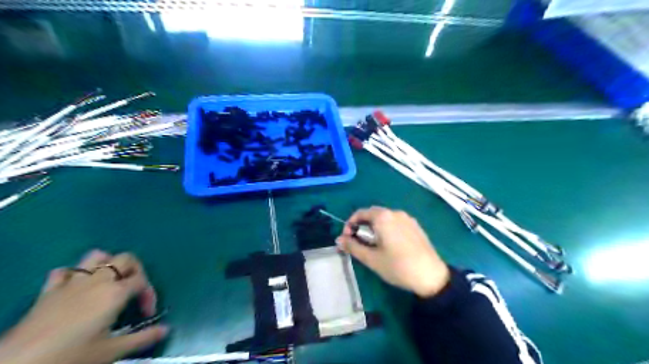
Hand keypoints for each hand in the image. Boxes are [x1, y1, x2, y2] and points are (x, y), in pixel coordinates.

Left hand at [0, 250, 169, 363]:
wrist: (19, 363)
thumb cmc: (72, 355)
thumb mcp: (112, 350)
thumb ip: (143, 338)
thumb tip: (167, 329)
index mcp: (116, 292)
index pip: (143, 281)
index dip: (149, 294)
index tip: (146, 313)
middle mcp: (99, 280)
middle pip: (126, 259)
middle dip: (136, 271)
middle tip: (134, 291)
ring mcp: (72, 282)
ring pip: (97, 256)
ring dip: (107, 264)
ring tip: (110, 280)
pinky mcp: (49, 290)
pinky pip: (64, 271)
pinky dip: (74, 274)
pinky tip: (76, 287)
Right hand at [337, 206, 449, 297]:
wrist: (431, 276)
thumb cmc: (397, 266)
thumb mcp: (371, 258)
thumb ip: (353, 246)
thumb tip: (338, 240)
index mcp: (383, 217)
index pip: (360, 213)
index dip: (350, 225)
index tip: (347, 239)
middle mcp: (395, 212)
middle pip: (372, 214)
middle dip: (362, 227)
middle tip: (359, 244)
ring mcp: (408, 218)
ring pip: (385, 219)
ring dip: (374, 228)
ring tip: (374, 246)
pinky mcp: (416, 226)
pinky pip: (396, 223)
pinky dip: (387, 229)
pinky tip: (390, 246)